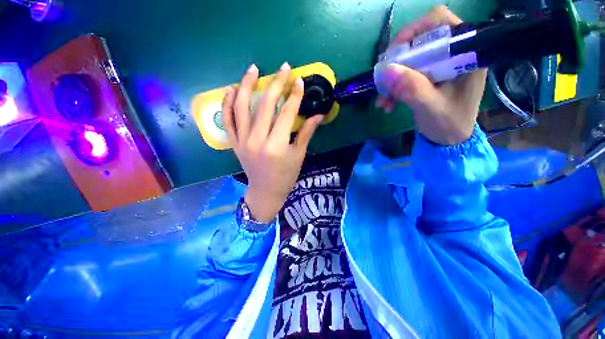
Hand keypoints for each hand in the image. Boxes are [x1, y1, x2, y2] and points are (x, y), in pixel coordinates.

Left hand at [222, 63, 323, 222]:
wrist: (265, 191)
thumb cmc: (285, 176)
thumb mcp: (298, 156)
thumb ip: (306, 133)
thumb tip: (318, 115)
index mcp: (276, 146)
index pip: (286, 114)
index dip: (294, 96)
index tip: (300, 81)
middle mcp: (257, 140)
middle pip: (265, 105)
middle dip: (276, 84)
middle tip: (284, 68)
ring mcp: (242, 140)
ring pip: (241, 107)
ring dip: (247, 85)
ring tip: (253, 69)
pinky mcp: (234, 143)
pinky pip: (228, 120)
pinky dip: (227, 103)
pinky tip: (232, 89)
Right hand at [376, 6, 486, 144]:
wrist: (449, 140)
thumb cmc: (448, 124)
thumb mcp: (430, 107)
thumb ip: (411, 88)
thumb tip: (385, 70)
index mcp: (465, 54)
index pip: (439, 22)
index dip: (414, 31)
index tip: (394, 53)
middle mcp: (452, 54)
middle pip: (419, 41)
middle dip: (397, 61)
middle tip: (383, 78)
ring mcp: (438, 67)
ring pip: (409, 60)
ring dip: (392, 79)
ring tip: (382, 100)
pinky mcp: (428, 78)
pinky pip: (406, 75)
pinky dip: (393, 88)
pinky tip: (386, 103)